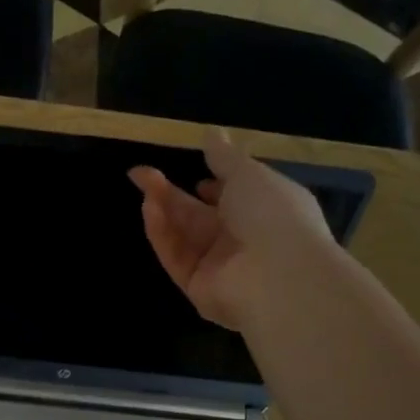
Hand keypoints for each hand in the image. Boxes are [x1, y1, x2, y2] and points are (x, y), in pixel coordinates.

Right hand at [129, 127, 337, 330]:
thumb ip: (224, 157)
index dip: (214, 187)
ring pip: (183, 235)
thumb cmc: (273, 215)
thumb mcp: (248, 174)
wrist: (279, 276)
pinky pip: (176, 257)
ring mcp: (218, 267)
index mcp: (264, 212)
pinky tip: (150, 209)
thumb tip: (212, 132)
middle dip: (171, 194)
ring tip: (143, 184)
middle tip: (140, 174)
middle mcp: (242, 241)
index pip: (234, 200)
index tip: (197, 175)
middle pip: (199, 216)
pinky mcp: (197, 288)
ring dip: (163, 209)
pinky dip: (162, 233)